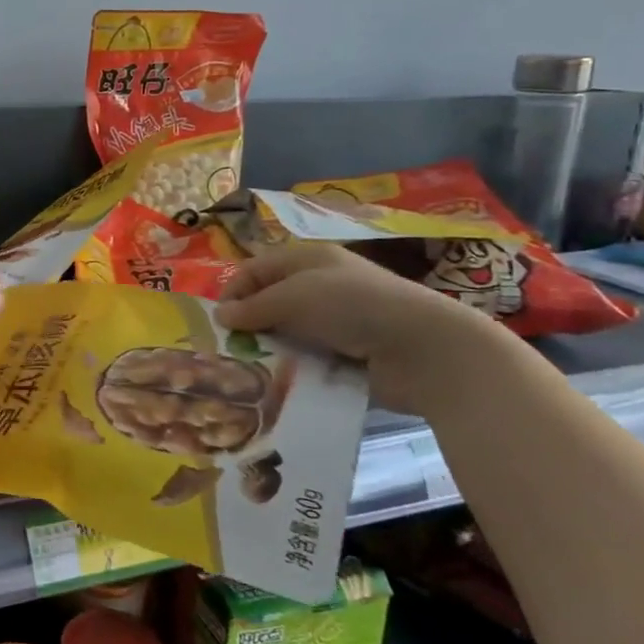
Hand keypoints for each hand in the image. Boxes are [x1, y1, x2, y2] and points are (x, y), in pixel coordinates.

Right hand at [215, 242, 517, 413]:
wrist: (424, 350)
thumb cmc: (355, 306)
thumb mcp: (296, 296)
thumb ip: (255, 306)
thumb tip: (221, 316)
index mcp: (308, 260)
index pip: (256, 269)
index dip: (234, 291)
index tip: (218, 322)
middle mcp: (319, 287)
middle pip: (268, 302)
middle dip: (247, 324)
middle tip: (229, 349)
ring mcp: (334, 323)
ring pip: (285, 334)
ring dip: (268, 350)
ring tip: (248, 370)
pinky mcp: (345, 355)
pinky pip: (306, 359)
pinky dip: (291, 369)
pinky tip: (278, 382)